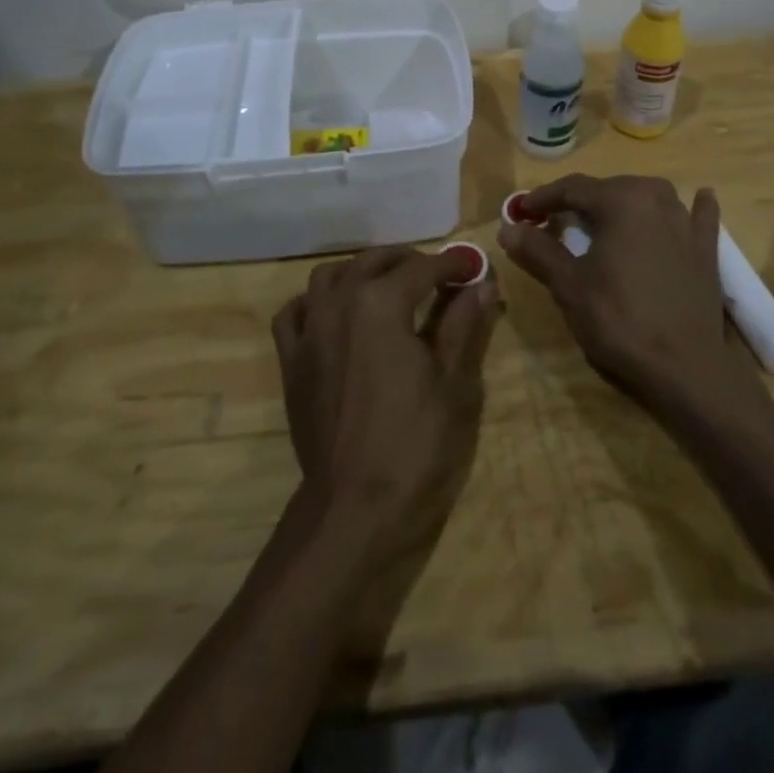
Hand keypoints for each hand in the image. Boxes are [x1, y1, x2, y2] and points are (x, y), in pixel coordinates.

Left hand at [272, 246, 498, 559]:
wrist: (355, 510)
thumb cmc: (417, 445)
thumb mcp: (456, 383)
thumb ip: (466, 324)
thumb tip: (482, 283)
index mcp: (381, 303)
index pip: (424, 268)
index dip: (454, 263)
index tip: (475, 265)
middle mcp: (339, 303)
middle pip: (374, 262)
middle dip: (409, 261)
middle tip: (439, 275)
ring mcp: (309, 331)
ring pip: (330, 276)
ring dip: (362, 272)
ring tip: (388, 286)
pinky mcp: (292, 362)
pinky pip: (295, 312)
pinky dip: (317, 302)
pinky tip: (335, 314)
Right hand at [498, 175, 763, 418]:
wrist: (685, 368)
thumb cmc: (619, 321)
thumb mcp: (569, 286)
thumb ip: (538, 250)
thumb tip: (507, 228)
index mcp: (621, 201)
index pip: (572, 188)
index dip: (542, 198)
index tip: (520, 212)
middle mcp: (656, 198)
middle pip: (609, 189)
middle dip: (578, 202)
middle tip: (552, 222)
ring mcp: (687, 222)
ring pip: (648, 198)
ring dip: (623, 203)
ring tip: (602, 219)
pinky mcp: (707, 249)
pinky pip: (697, 217)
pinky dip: (692, 208)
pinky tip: (698, 199)